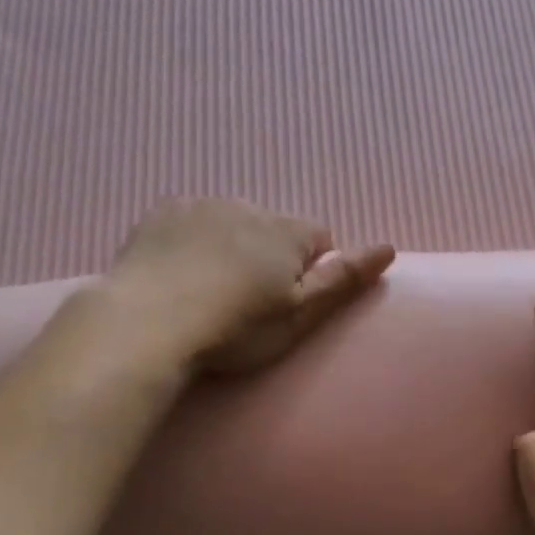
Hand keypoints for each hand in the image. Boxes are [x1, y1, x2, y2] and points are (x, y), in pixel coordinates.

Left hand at [107, 199, 394, 373]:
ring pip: (230, 222)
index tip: (287, 301)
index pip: (319, 237)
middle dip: (268, 254)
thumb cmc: (235, 328)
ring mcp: (199, 206)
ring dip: (229, 245)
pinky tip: (176, 274)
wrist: (146, 325)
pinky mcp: (159, 214)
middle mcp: (247, 206)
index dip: (310, 269)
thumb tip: (388, 247)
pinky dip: (190, 241)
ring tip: (208, 290)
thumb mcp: (299, 315)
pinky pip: (188, 221)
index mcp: (286, 231)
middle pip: (273, 228)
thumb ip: (344, 280)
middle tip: (246, 302)